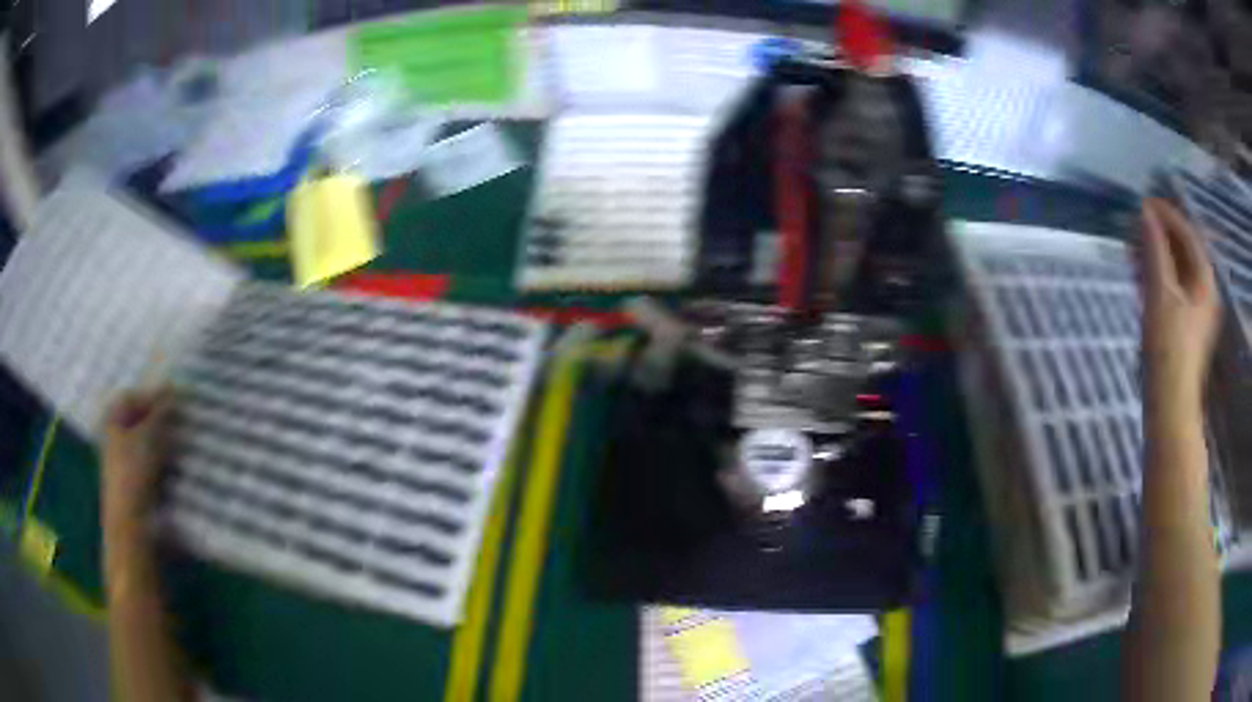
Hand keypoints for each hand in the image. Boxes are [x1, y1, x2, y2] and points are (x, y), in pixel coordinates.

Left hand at [102, 389, 172, 539]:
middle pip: (140, 421)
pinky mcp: (133, 485)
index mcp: (112, 417)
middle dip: (160, 423)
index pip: (135, 397)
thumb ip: (162, 410)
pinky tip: (174, 471)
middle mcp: (113, 435)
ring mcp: (122, 463)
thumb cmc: (134, 472)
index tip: (177, 405)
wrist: (131, 525)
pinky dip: (161, 464)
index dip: (154, 398)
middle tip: (181, 427)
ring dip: (162, 445)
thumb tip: (174, 388)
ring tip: (181, 449)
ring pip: (146, 444)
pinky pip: (149, 466)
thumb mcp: (150, 435)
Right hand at [1139, 198, 1220, 408]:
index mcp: (1205, 282)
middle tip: (1135, 224)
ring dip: (1157, 254)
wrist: (1169, 406)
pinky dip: (1157, 276)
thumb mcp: (1160, 293)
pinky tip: (1140, 274)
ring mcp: (1195, 312)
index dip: (1167, 215)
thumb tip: (1145, 212)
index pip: (1188, 234)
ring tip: (1133, 245)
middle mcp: (1204, 292)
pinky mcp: (1184, 327)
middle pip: (1184, 251)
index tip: (1144, 203)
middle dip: (1160, 235)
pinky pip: (1172, 289)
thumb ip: (1154, 249)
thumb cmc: (1168, 349)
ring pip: (1177, 270)